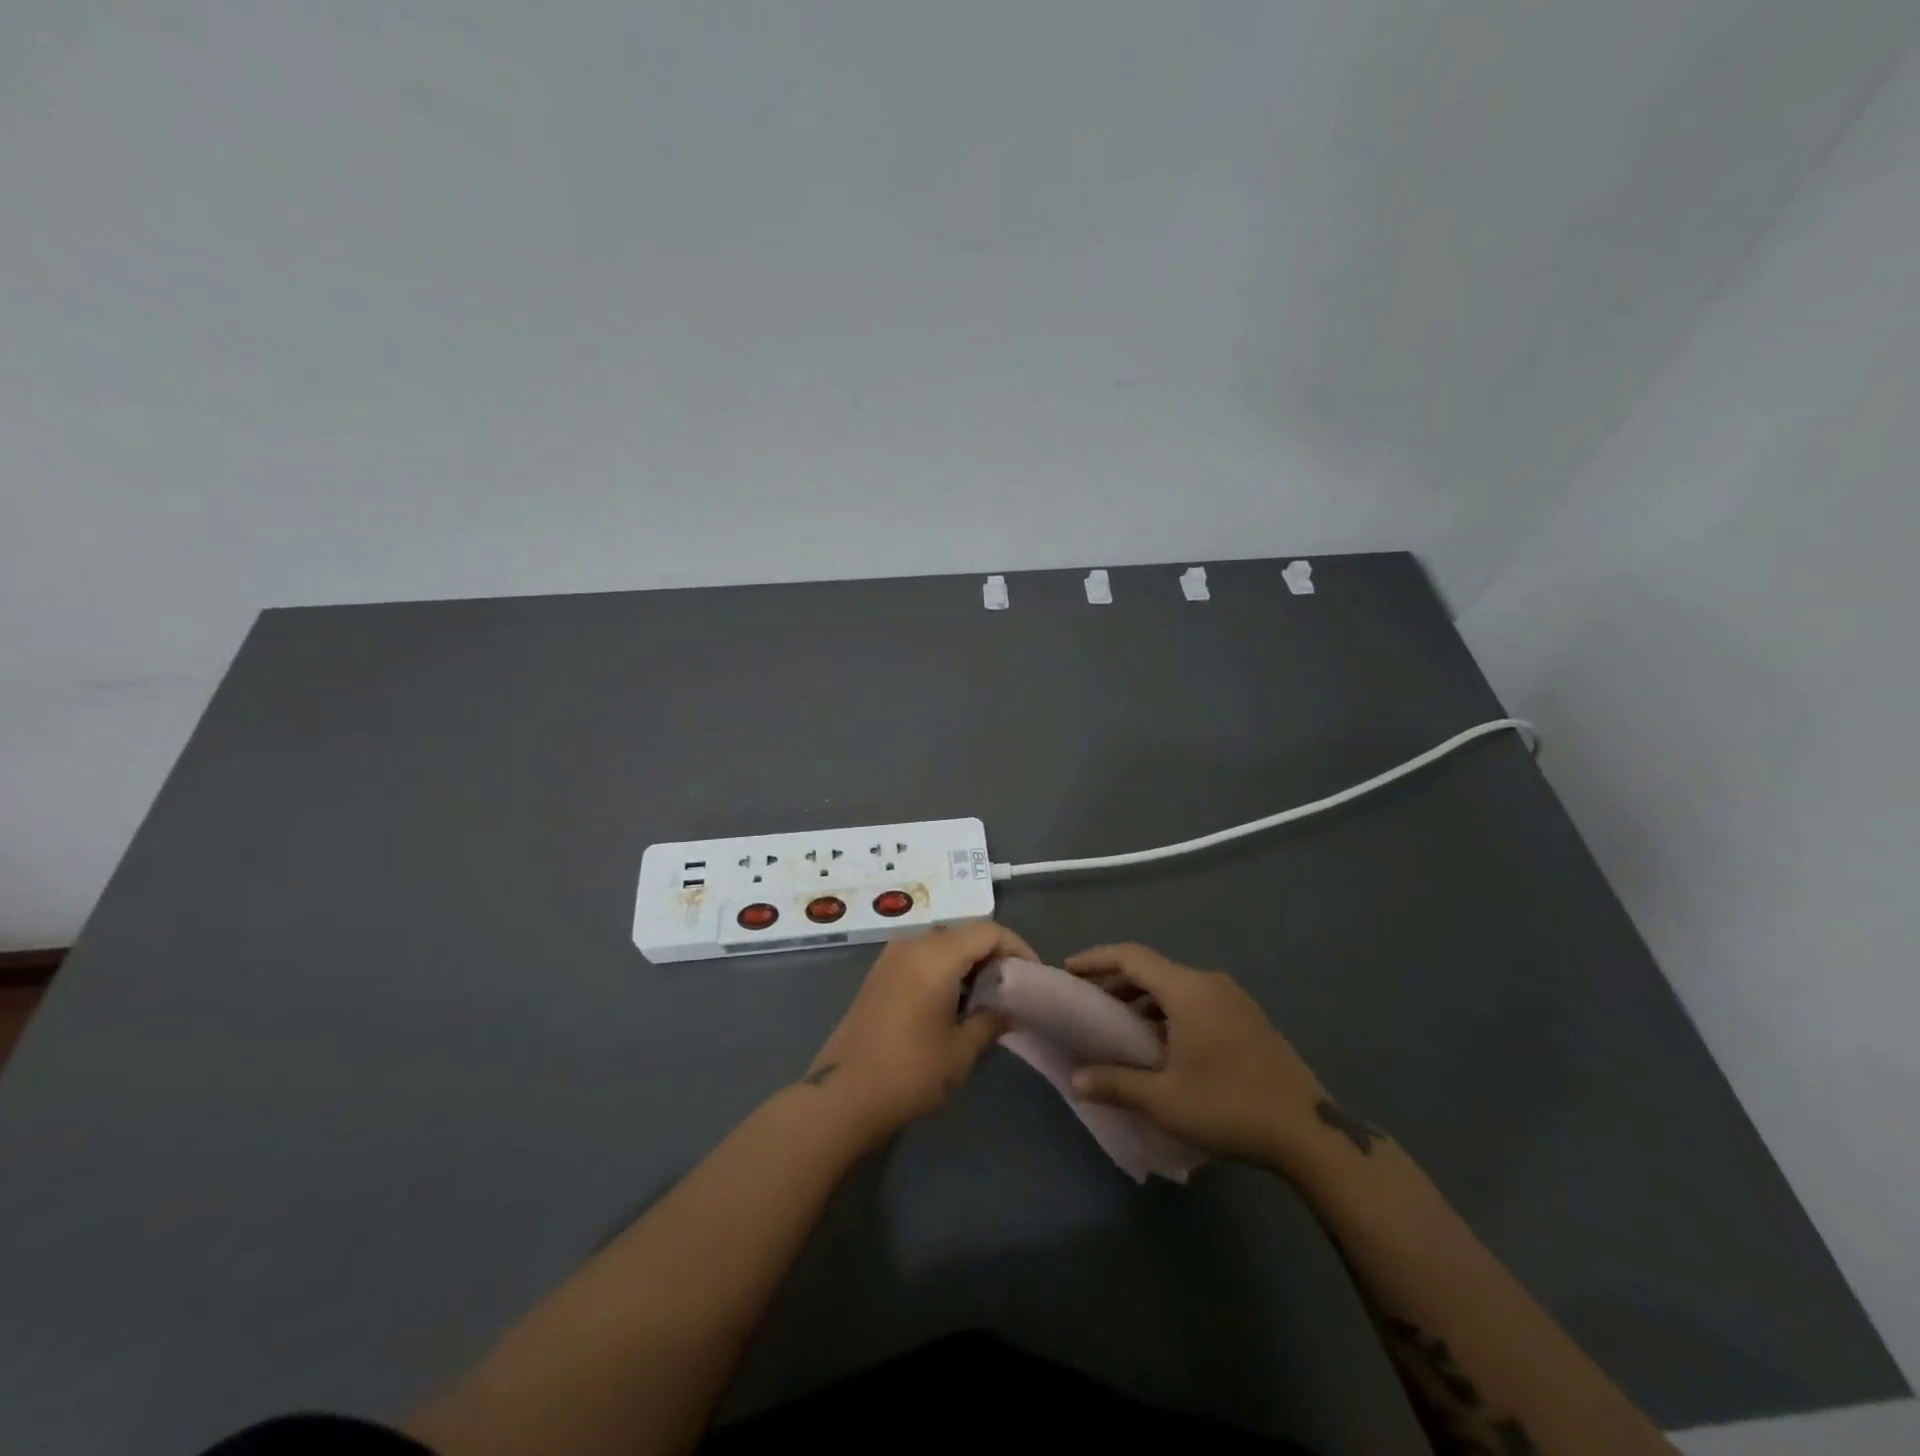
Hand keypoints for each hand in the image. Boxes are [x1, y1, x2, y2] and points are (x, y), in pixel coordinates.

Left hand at [802, 921, 1033, 1142]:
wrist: (841, 1095)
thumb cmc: (909, 1072)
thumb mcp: (961, 1051)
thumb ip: (991, 1020)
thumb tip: (1009, 1009)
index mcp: (935, 955)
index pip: (988, 931)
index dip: (1017, 948)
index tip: (1034, 976)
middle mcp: (912, 945)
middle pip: (965, 934)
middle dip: (994, 956)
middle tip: (1014, 990)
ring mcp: (891, 957)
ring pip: (943, 945)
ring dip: (968, 964)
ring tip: (988, 999)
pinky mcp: (879, 974)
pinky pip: (922, 957)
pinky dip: (945, 970)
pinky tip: (954, 1004)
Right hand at [1065, 943, 1342, 1175]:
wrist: (1309, 1132)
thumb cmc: (1229, 1106)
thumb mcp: (1165, 1100)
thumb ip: (1116, 1083)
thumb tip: (1076, 1079)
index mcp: (1188, 990)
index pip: (1131, 957)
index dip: (1096, 959)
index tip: (1069, 970)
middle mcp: (1210, 983)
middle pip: (1153, 969)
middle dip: (1117, 981)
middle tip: (1090, 1003)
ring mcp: (1234, 999)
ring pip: (1176, 985)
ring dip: (1144, 997)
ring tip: (1121, 1025)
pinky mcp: (1248, 1018)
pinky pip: (1197, 999)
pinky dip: (1169, 1009)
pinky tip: (1162, 1042)